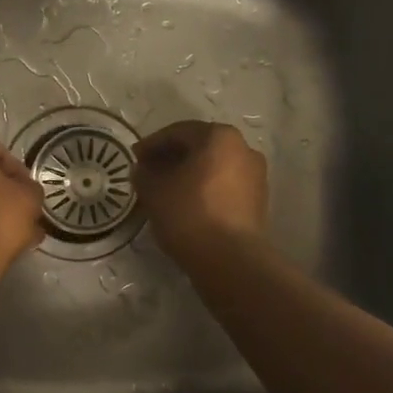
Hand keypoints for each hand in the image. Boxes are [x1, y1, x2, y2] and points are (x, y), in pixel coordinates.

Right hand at [132, 120, 268, 263]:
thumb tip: (143, 169)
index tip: (134, 158)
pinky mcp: (258, 201)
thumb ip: (144, 173)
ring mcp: (256, 176)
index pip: (178, 132)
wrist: (230, 260)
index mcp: (219, 137)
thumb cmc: (189, 214)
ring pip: (213, 167)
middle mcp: (243, 149)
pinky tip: (186, 205)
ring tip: (165, 190)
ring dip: (188, 174)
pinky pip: (224, 186)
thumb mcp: (154, 191)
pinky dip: (204, 189)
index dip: (152, 144)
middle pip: (199, 147)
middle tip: (148, 172)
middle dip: (171, 158)